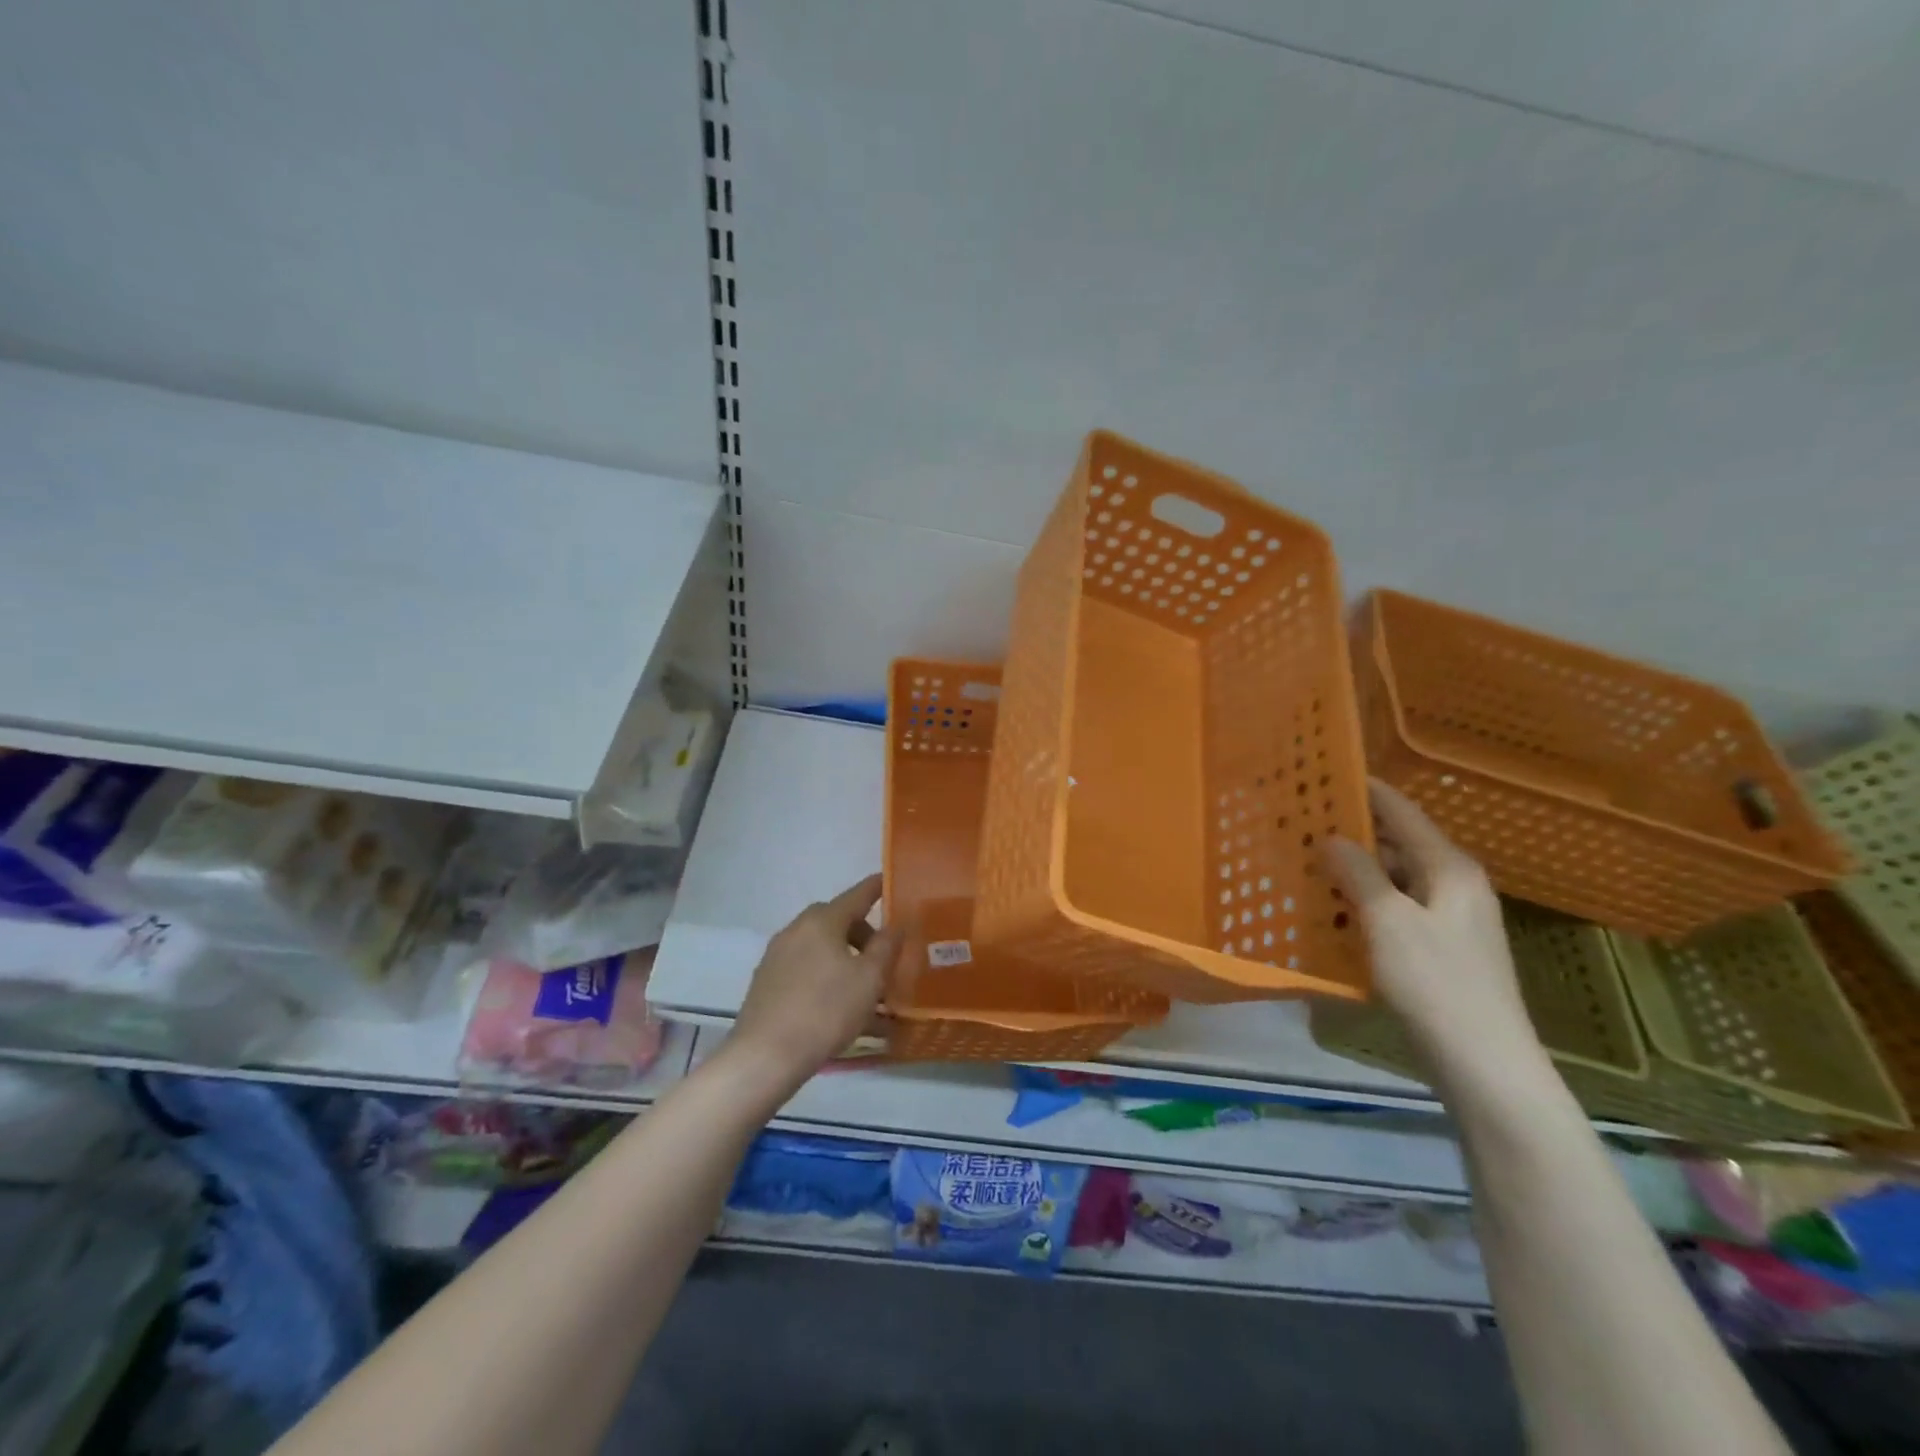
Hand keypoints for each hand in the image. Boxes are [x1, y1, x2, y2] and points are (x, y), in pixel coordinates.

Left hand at [730, 874, 901, 1088]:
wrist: (765, 1056)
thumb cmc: (826, 1011)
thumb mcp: (869, 980)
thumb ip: (887, 946)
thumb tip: (897, 923)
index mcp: (822, 921)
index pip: (857, 895)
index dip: (877, 888)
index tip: (890, 882)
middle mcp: (796, 929)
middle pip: (837, 920)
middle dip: (862, 933)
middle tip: (883, 957)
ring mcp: (777, 955)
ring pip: (820, 946)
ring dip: (843, 957)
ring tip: (863, 988)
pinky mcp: (766, 981)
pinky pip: (805, 967)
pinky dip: (824, 974)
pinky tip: (836, 1004)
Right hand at [1323, 780, 1546, 1086]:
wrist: (1484, 1064)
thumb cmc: (1436, 983)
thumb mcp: (1388, 921)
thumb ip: (1358, 873)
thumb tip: (1332, 837)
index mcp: (1449, 868)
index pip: (1402, 811)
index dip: (1365, 790)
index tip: (1324, 772)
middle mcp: (1454, 885)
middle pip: (1397, 844)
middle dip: (1351, 833)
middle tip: (1300, 824)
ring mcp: (1450, 919)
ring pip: (1393, 879)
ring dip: (1354, 871)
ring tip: (1305, 864)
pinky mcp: (1439, 949)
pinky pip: (1395, 910)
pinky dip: (1363, 903)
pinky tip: (1330, 911)